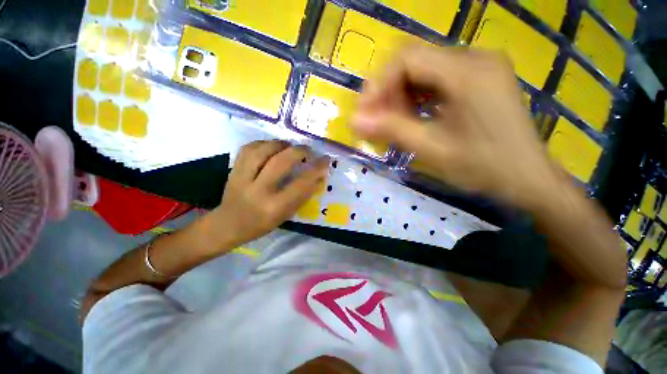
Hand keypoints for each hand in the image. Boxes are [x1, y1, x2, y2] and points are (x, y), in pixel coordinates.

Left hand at [209, 140, 328, 248]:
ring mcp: (242, 178)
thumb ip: (302, 196)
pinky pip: (248, 149)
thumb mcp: (286, 215)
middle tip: (308, 150)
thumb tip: (318, 176)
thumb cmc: (261, 224)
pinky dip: (263, 143)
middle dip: (299, 151)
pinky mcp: (233, 170)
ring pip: (262, 151)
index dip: (316, 169)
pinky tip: (271, 146)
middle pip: (280, 162)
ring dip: (280, 144)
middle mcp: (258, 191)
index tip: (325, 160)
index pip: (301, 184)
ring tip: (290, 145)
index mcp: (274, 207)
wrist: (227, 225)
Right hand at [352, 46, 562, 209]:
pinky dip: (418, 99)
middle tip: (377, 122)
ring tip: (393, 124)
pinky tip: (413, 119)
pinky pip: (438, 82)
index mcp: (468, 72)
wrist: (527, 179)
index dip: (379, 84)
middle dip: (389, 93)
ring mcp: (480, 68)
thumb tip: (354, 121)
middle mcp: (475, 59)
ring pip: (425, 73)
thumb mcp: (431, 149)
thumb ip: (390, 130)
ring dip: (402, 97)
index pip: (407, 59)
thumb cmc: (483, 167)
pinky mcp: (480, 81)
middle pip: (415, 63)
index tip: (366, 113)